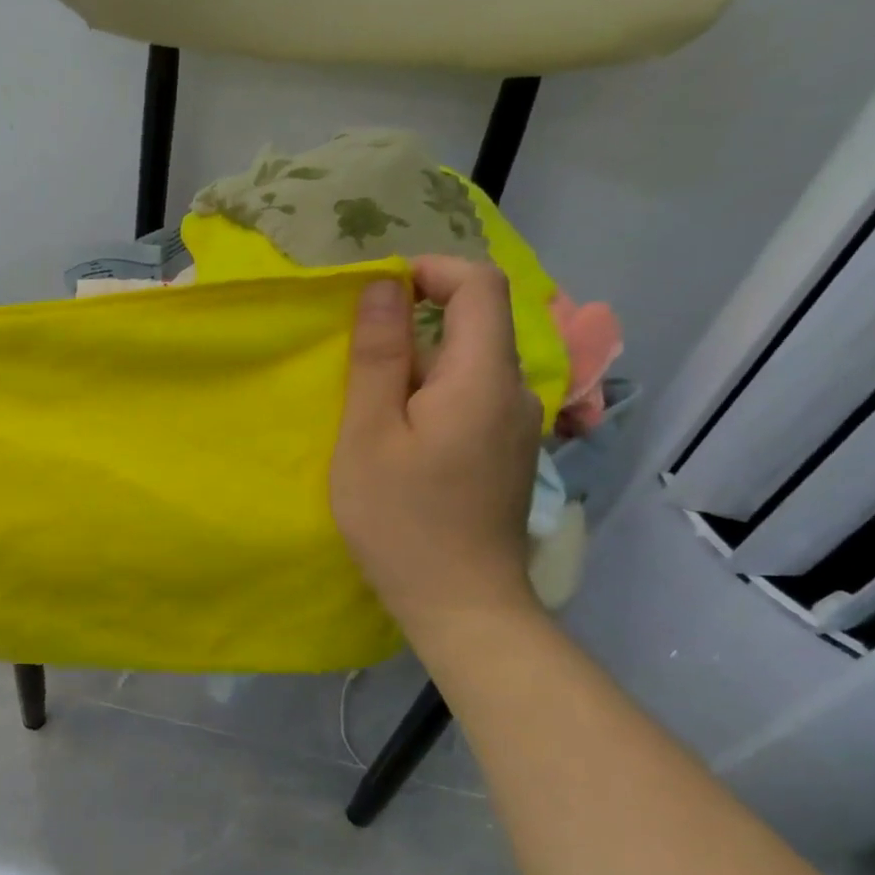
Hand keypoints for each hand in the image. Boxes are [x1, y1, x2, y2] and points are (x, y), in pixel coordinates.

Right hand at [330, 257, 543, 643]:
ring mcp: (517, 427)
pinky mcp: (509, 456)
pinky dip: (433, 398)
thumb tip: (383, 288)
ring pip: (470, 367)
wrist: (462, 604)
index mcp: (483, 377)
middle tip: (356, 362)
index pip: (479, 285)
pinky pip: (472, 401)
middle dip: (415, 325)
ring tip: (370, 409)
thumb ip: (377, 357)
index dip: (432, 270)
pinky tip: (401, 441)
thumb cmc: (403, 519)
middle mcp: (515, 392)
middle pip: (475, 326)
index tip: (379, 291)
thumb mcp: (369, 435)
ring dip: (419, 367)